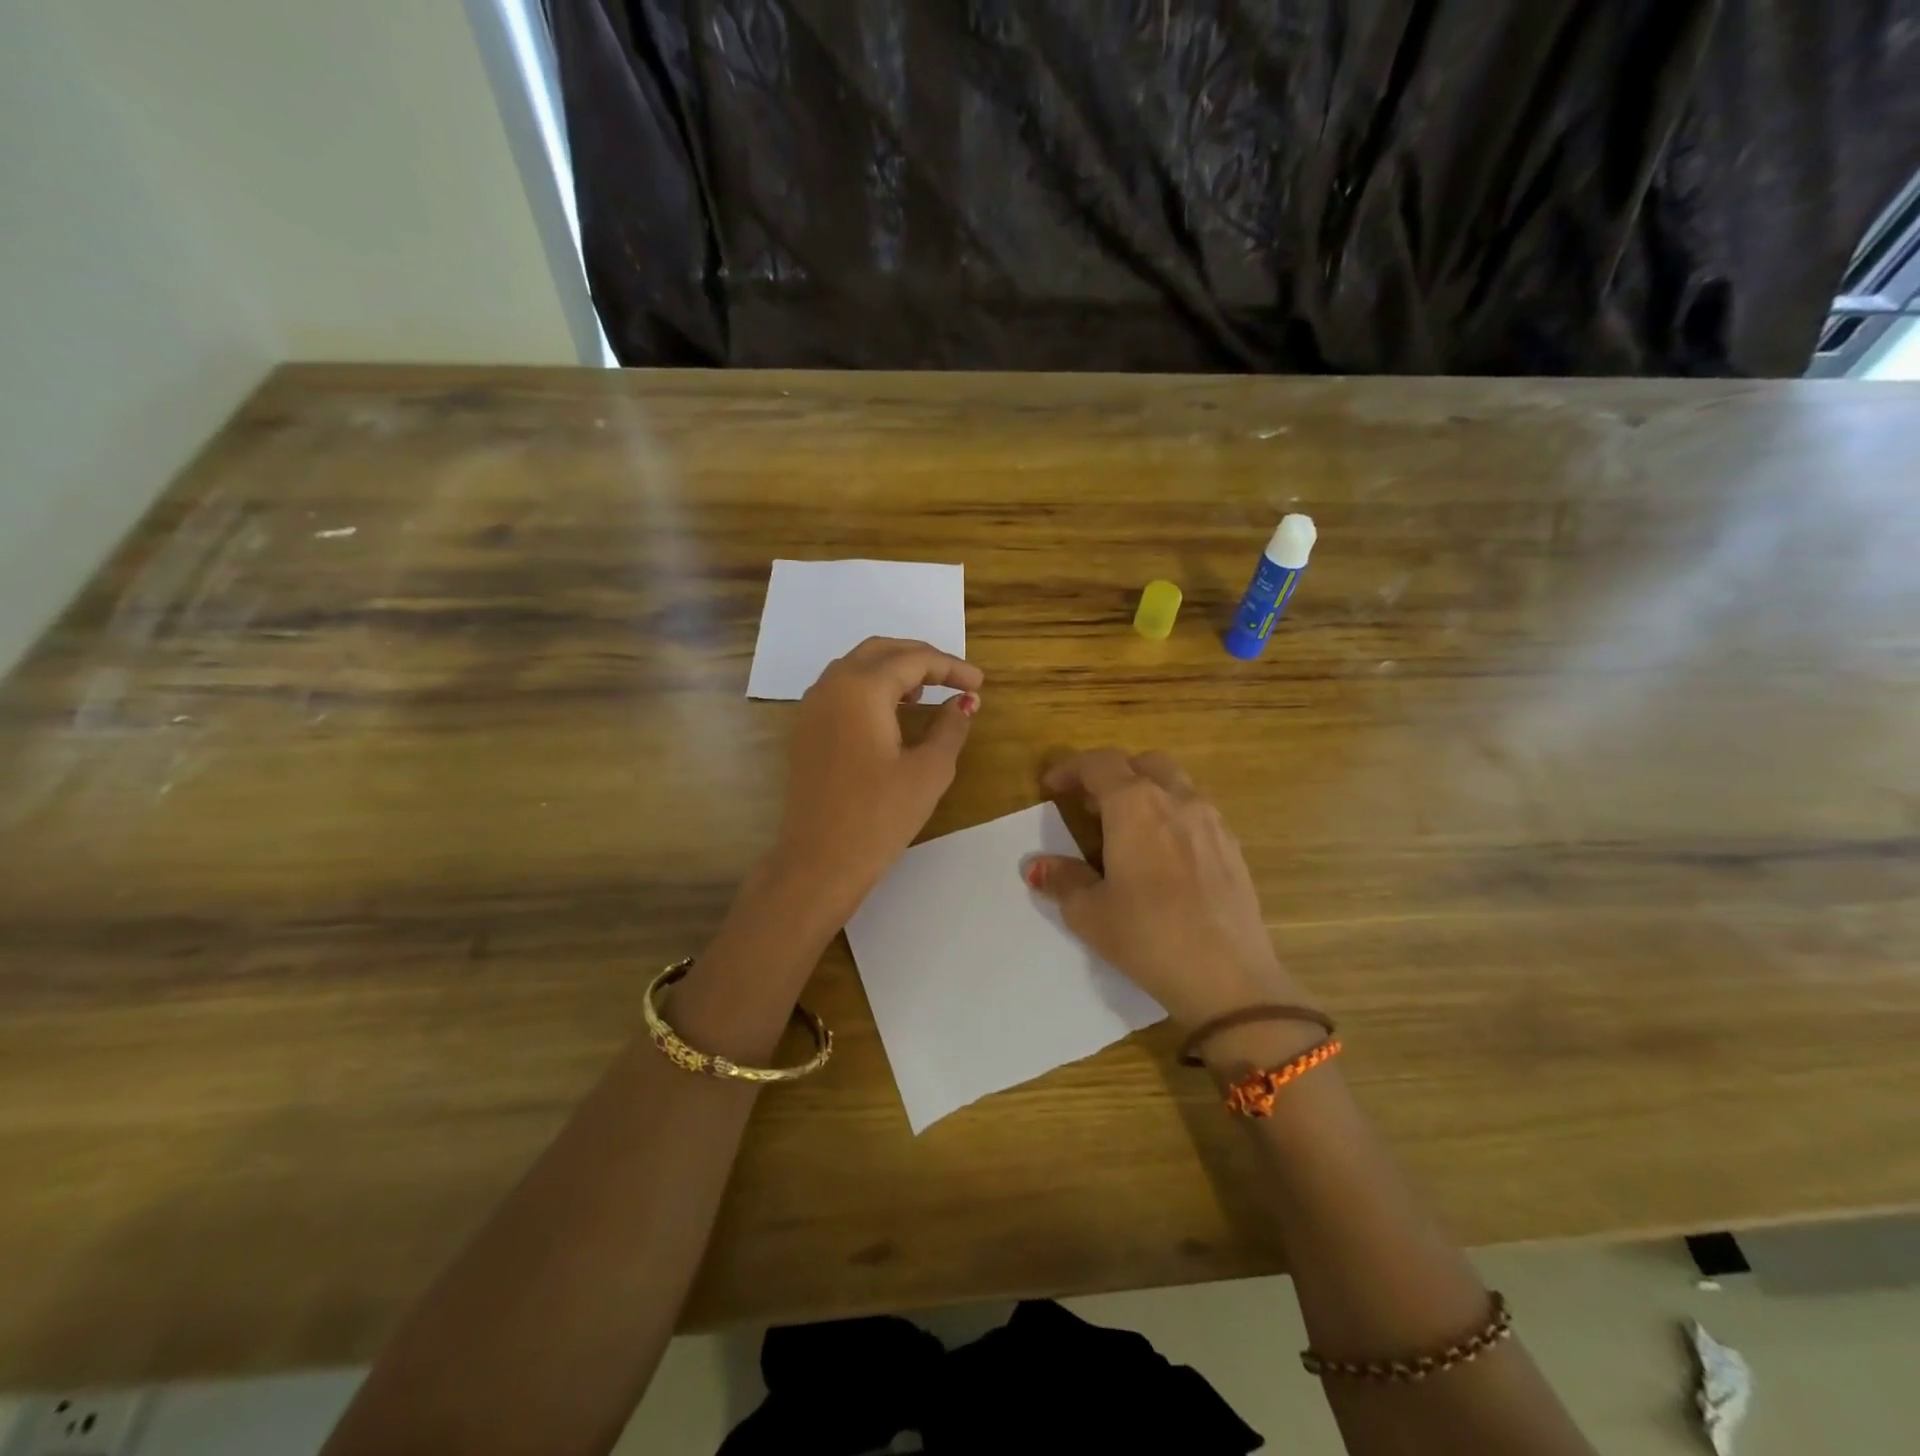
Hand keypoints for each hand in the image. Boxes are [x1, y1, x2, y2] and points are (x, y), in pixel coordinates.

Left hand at [768, 637, 983, 921]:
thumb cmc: (879, 817)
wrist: (818, 861)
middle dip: (920, 658)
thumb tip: (965, 702)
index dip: (951, 668)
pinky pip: (840, 689)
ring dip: (893, 670)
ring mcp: (811, 707)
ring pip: (856, 667)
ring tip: (925, 694)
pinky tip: (891, 714)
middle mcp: (831, 685)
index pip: (913, 660)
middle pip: (880, 651)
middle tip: (954, 679)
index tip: (979, 683)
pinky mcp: (805, 729)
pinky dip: (870, 688)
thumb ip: (951, 727)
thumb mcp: (929, 771)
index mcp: (862, 689)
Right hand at [1026, 748, 1303, 1027]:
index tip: (1051, 787)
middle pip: (1142, 763)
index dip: (1070, 769)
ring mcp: (1211, 821)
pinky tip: (1163, 854)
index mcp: (1136, 805)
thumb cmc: (1148, 936)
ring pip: (1175, 783)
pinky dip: (1172, 815)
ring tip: (1126, 828)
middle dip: (1112, 774)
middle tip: (1090, 806)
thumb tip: (1037, 866)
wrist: (1228, 977)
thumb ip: (1063, 880)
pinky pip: (1196, 812)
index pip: (1099, 764)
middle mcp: (1177, 799)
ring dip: (1145, 791)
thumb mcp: (1090, 912)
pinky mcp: (1233, 847)